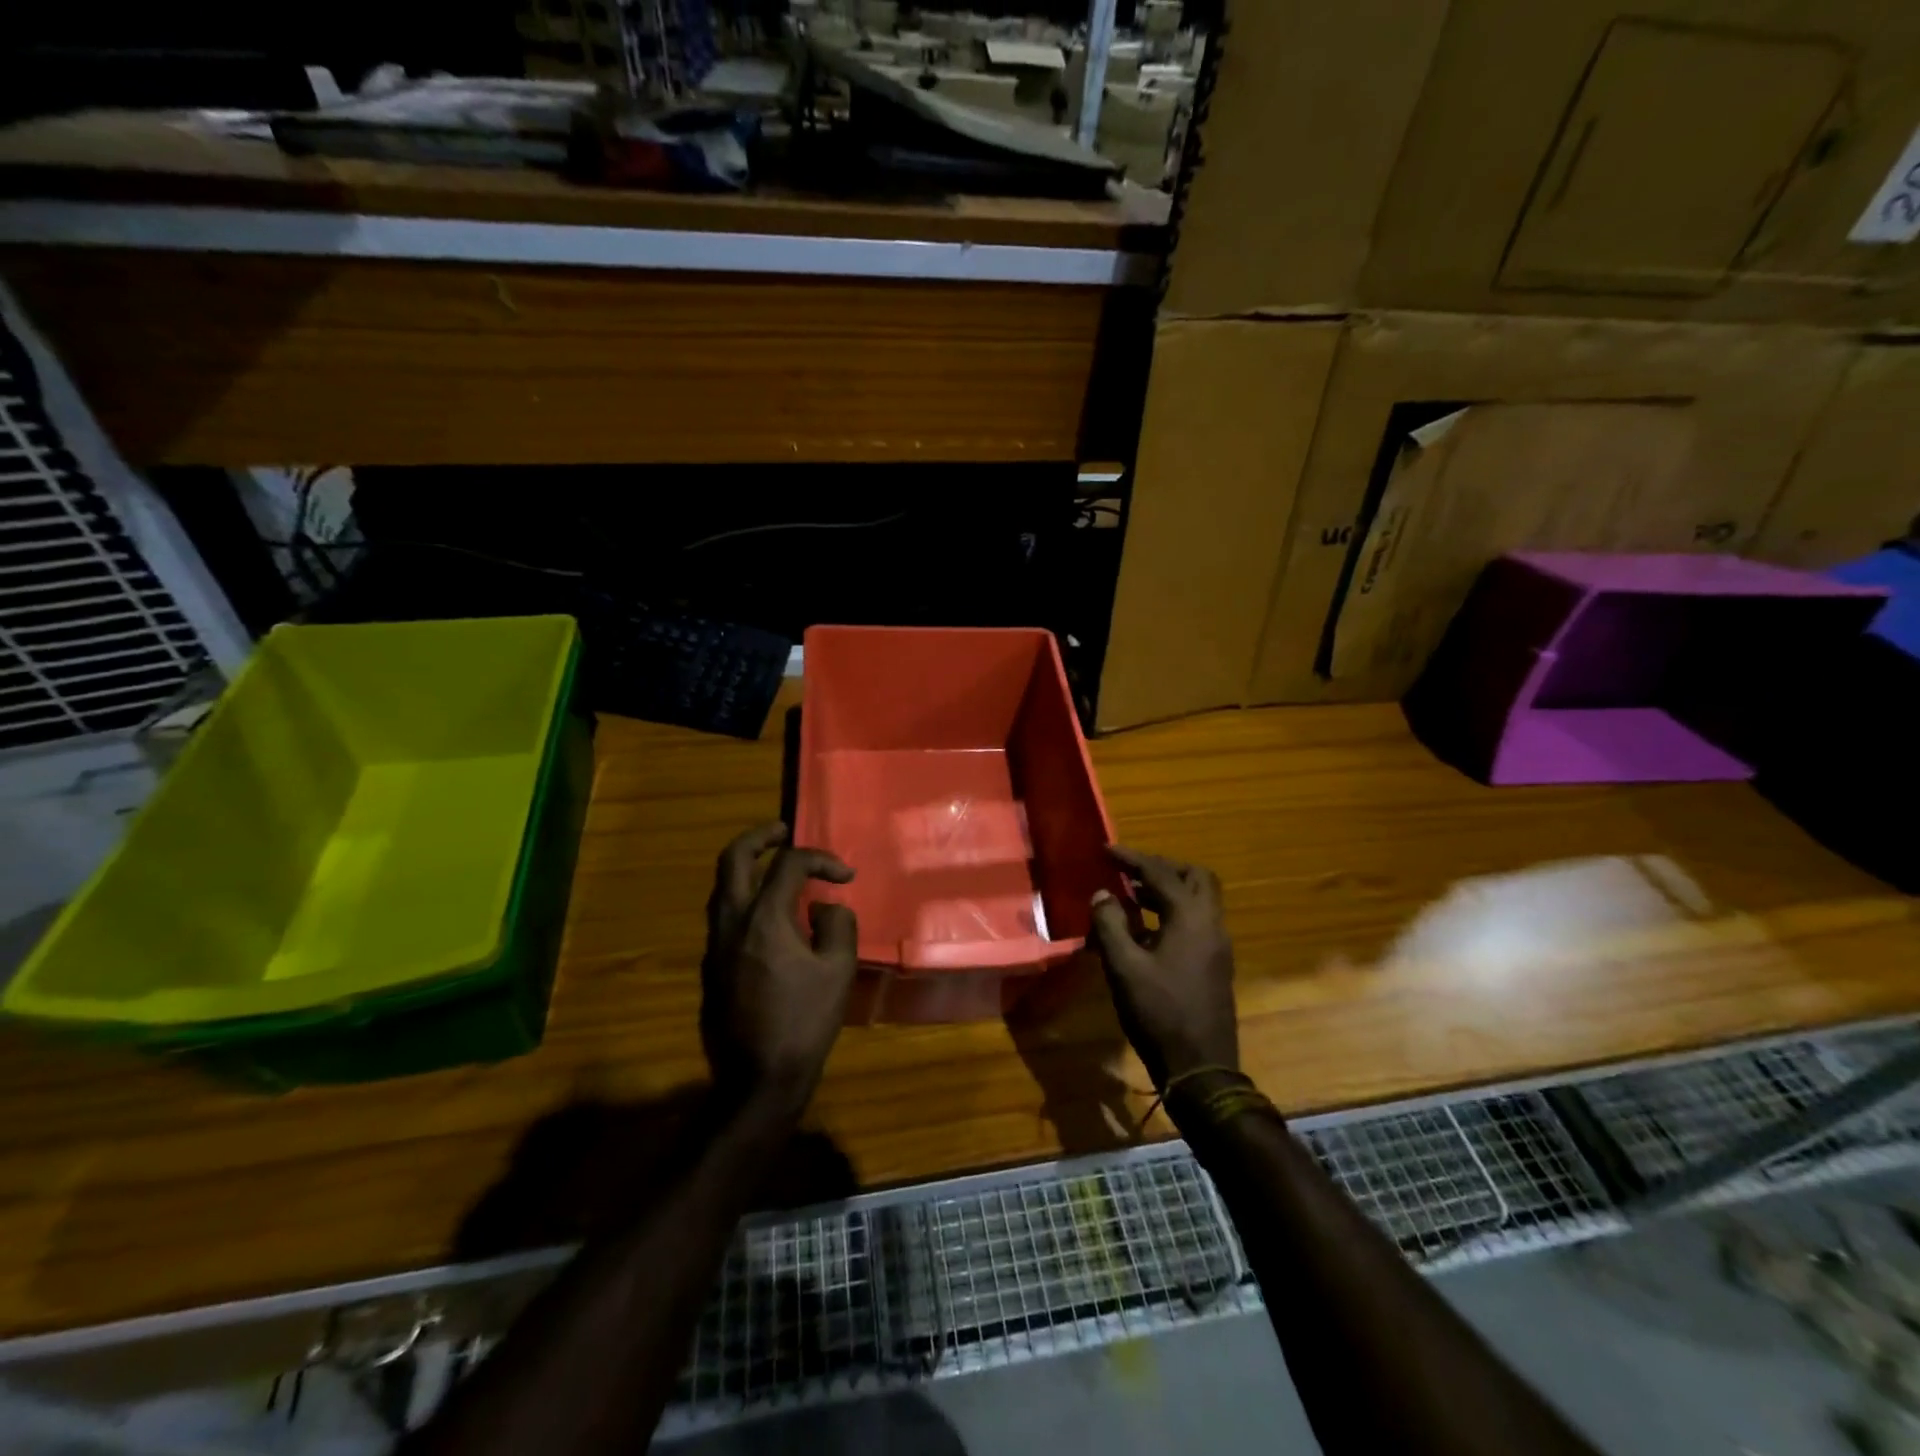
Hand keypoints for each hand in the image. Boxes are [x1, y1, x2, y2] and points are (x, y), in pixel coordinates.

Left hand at [701, 822, 859, 1115]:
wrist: (757, 1079)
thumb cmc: (804, 1022)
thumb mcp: (837, 970)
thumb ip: (836, 924)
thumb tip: (823, 908)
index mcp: (764, 918)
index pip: (789, 864)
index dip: (821, 860)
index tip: (844, 876)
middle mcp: (731, 922)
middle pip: (733, 858)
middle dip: (760, 836)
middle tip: (783, 832)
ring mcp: (714, 945)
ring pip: (722, 887)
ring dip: (747, 867)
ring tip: (774, 868)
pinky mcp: (709, 967)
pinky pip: (723, 916)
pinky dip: (743, 898)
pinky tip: (767, 917)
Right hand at [1087, 846, 1237, 1089]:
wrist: (1200, 1067)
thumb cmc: (1158, 1012)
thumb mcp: (1124, 967)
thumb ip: (1110, 924)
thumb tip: (1102, 895)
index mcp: (1191, 918)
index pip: (1161, 873)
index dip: (1132, 858)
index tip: (1106, 850)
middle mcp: (1211, 924)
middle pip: (1195, 878)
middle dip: (1163, 868)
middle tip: (1131, 872)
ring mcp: (1218, 946)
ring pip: (1200, 900)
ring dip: (1168, 891)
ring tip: (1132, 898)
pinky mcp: (1215, 964)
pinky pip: (1197, 922)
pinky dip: (1174, 913)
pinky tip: (1146, 932)